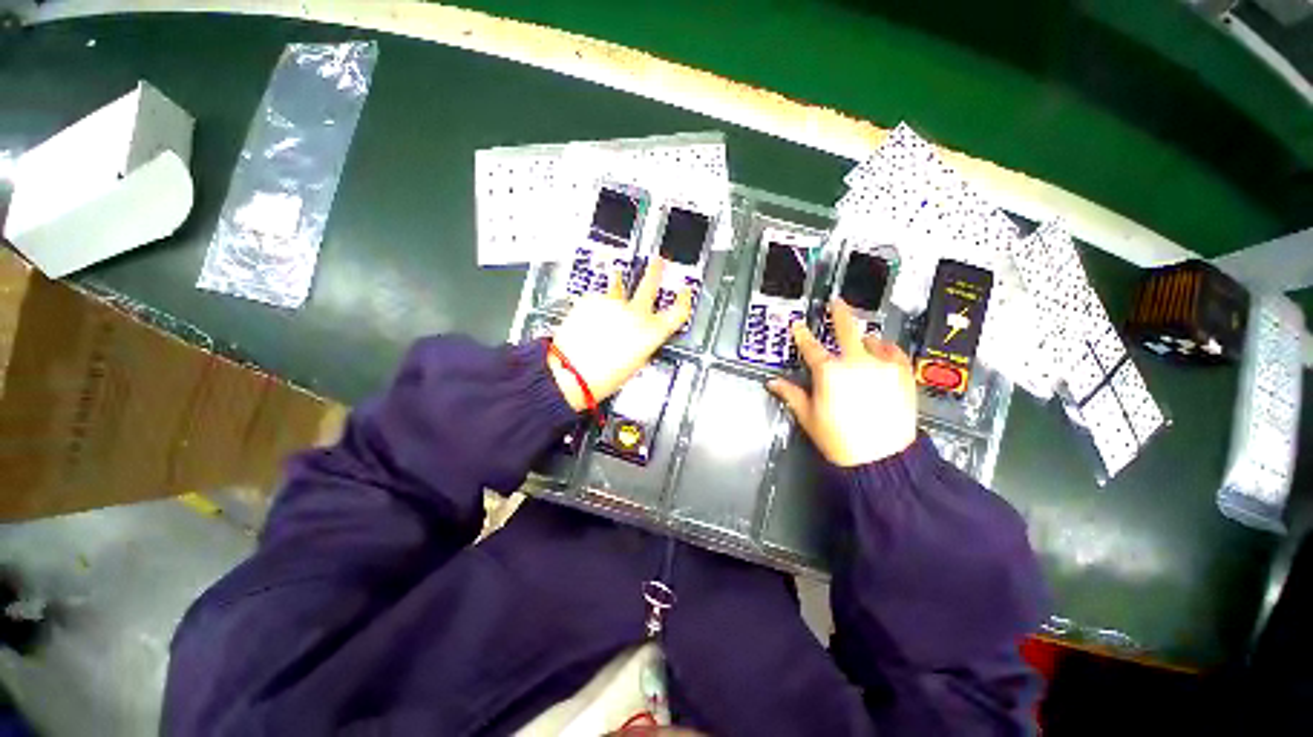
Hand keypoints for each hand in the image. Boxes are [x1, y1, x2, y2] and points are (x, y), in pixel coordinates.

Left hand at [548, 259, 692, 410]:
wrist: (570, 372)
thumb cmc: (602, 377)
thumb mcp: (636, 365)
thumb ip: (644, 343)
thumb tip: (643, 335)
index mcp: (652, 332)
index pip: (679, 310)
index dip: (684, 298)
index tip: (685, 291)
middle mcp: (636, 313)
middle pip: (650, 284)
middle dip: (655, 271)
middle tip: (657, 262)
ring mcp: (613, 303)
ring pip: (620, 286)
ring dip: (621, 282)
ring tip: (619, 275)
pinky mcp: (592, 299)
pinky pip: (600, 297)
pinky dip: (599, 303)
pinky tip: (593, 314)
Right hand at [768, 300, 917, 466]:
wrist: (882, 458)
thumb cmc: (840, 439)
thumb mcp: (809, 416)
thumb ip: (791, 394)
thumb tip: (773, 383)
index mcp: (829, 372)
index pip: (810, 346)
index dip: (801, 334)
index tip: (798, 325)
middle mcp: (856, 362)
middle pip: (846, 328)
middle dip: (839, 312)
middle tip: (836, 302)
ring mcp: (882, 365)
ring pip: (872, 339)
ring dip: (863, 337)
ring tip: (861, 340)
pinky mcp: (902, 374)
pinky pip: (895, 352)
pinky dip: (886, 348)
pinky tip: (882, 351)